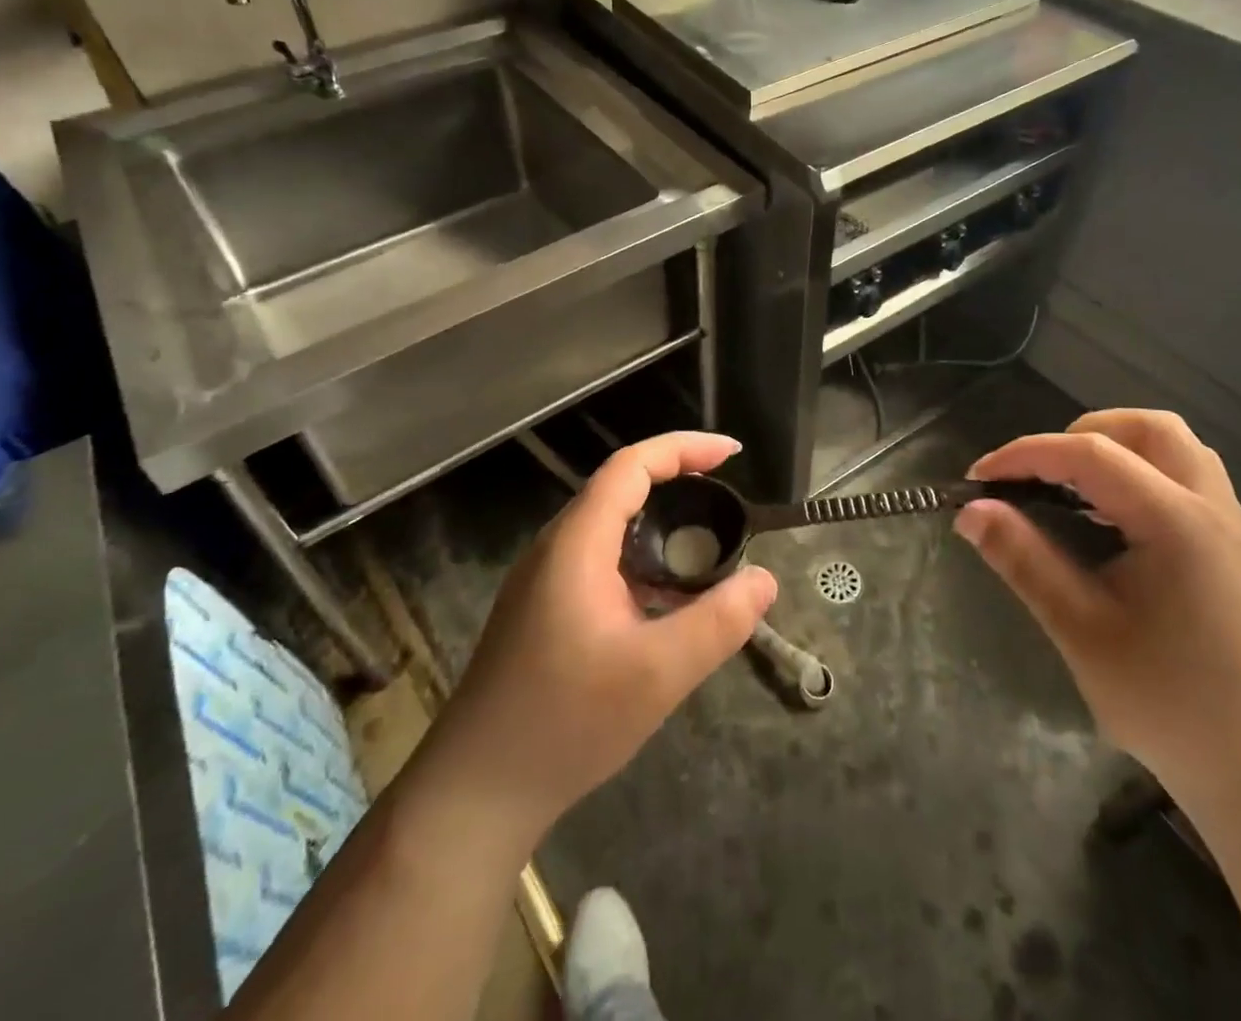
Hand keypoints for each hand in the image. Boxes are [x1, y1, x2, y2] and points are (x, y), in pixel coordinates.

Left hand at [425, 432, 777, 831]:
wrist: (475, 792)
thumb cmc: (565, 723)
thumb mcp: (657, 675)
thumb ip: (718, 623)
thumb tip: (764, 580)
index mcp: (577, 544)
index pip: (632, 466)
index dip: (684, 448)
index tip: (732, 455)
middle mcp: (556, 549)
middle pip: (620, 489)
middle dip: (677, 481)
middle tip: (728, 500)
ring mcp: (544, 581)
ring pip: (610, 528)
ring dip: (660, 526)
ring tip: (708, 548)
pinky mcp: (543, 610)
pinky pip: (601, 562)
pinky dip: (642, 561)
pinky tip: (666, 601)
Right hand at [956, 410, 1240, 805]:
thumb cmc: (1170, 703)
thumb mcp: (1080, 630)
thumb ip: (1023, 560)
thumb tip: (970, 512)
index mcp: (1176, 521)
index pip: (1090, 453)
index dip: (1025, 454)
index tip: (977, 479)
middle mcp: (1211, 507)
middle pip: (1148, 427)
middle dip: (1081, 434)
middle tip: (1038, 475)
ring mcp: (1231, 525)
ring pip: (1174, 446)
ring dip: (1115, 448)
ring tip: (1070, 488)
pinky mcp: (1234, 547)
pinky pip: (1185, 476)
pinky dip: (1139, 473)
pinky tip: (1109, 518)